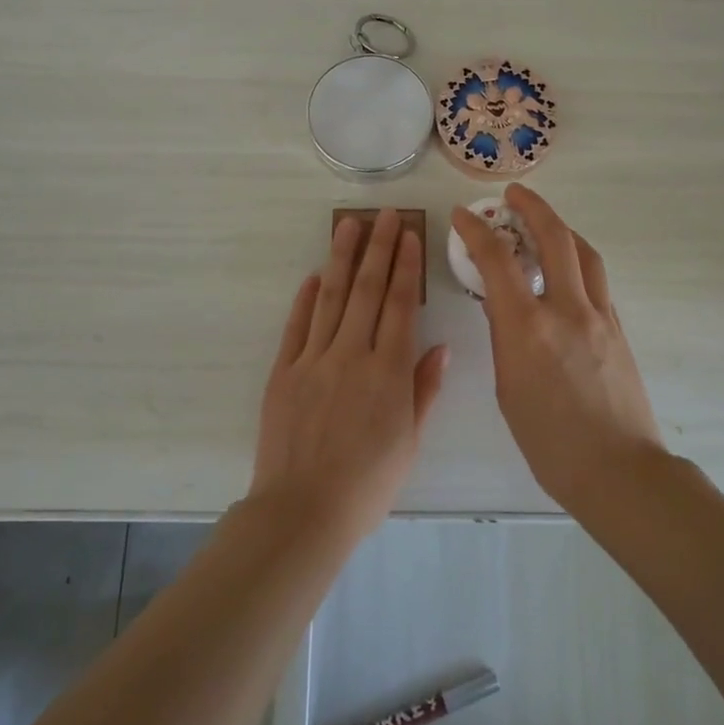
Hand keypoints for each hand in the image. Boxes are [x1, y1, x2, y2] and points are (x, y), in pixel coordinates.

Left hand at [250, 209, 448, 541]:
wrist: (304, 510)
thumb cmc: (368, 483)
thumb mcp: (410, 441)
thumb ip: (424, 389)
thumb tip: (439, 347)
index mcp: (389, 371)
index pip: (401, 305)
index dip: (406, 266)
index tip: (409, 235)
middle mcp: (352, 354)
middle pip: (367, 290)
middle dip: (378, 248)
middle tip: (383, 214)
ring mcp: (314, 360)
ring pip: (331, 297)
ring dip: (341, 259)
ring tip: (348, 226)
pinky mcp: (284, 372)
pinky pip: (296, 326)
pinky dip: (305, 298)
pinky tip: (313, 276)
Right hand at [450, 186, 665, 509]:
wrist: (618, 471)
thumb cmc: (549, 443)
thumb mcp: (509, 389)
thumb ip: (505, 339)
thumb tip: (501, 306)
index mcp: (528, 328)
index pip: (497, 261)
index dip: (476, 230)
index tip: (462, 215)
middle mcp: (567, 310)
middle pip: (555, 237)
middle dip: (532, 206)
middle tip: (513, 195)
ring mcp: (600, 316)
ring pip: (584, 253)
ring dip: (561, 229)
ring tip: (543, 226)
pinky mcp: (619, 329)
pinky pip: (597, 281)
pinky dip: (578, 262)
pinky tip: (566, 274)